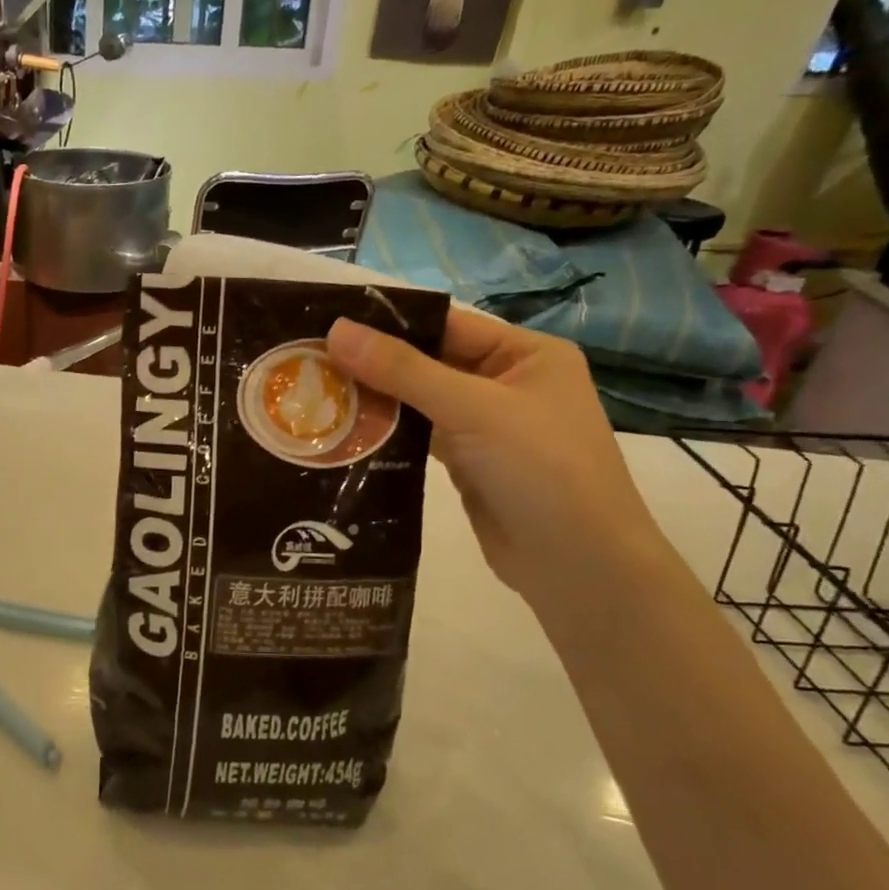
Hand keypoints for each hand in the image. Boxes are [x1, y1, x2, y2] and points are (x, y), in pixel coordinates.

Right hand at [327, 312, 670, 601]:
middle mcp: (506, 383)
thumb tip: (336, 329)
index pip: (446, 324)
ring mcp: (486, 426)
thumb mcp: (472, 409)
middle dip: (374, 364)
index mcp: (525, 354)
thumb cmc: (541, 469)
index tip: (327, 324)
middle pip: (428, 362)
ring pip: (419, 401)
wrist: (578, 565)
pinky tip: (344, 430)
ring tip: (316, 393)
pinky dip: (387, 433)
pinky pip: (419, 436)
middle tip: (310, 361)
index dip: (389, 323)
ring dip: (376, 400)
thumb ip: (402, 369)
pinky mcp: (467, 463)